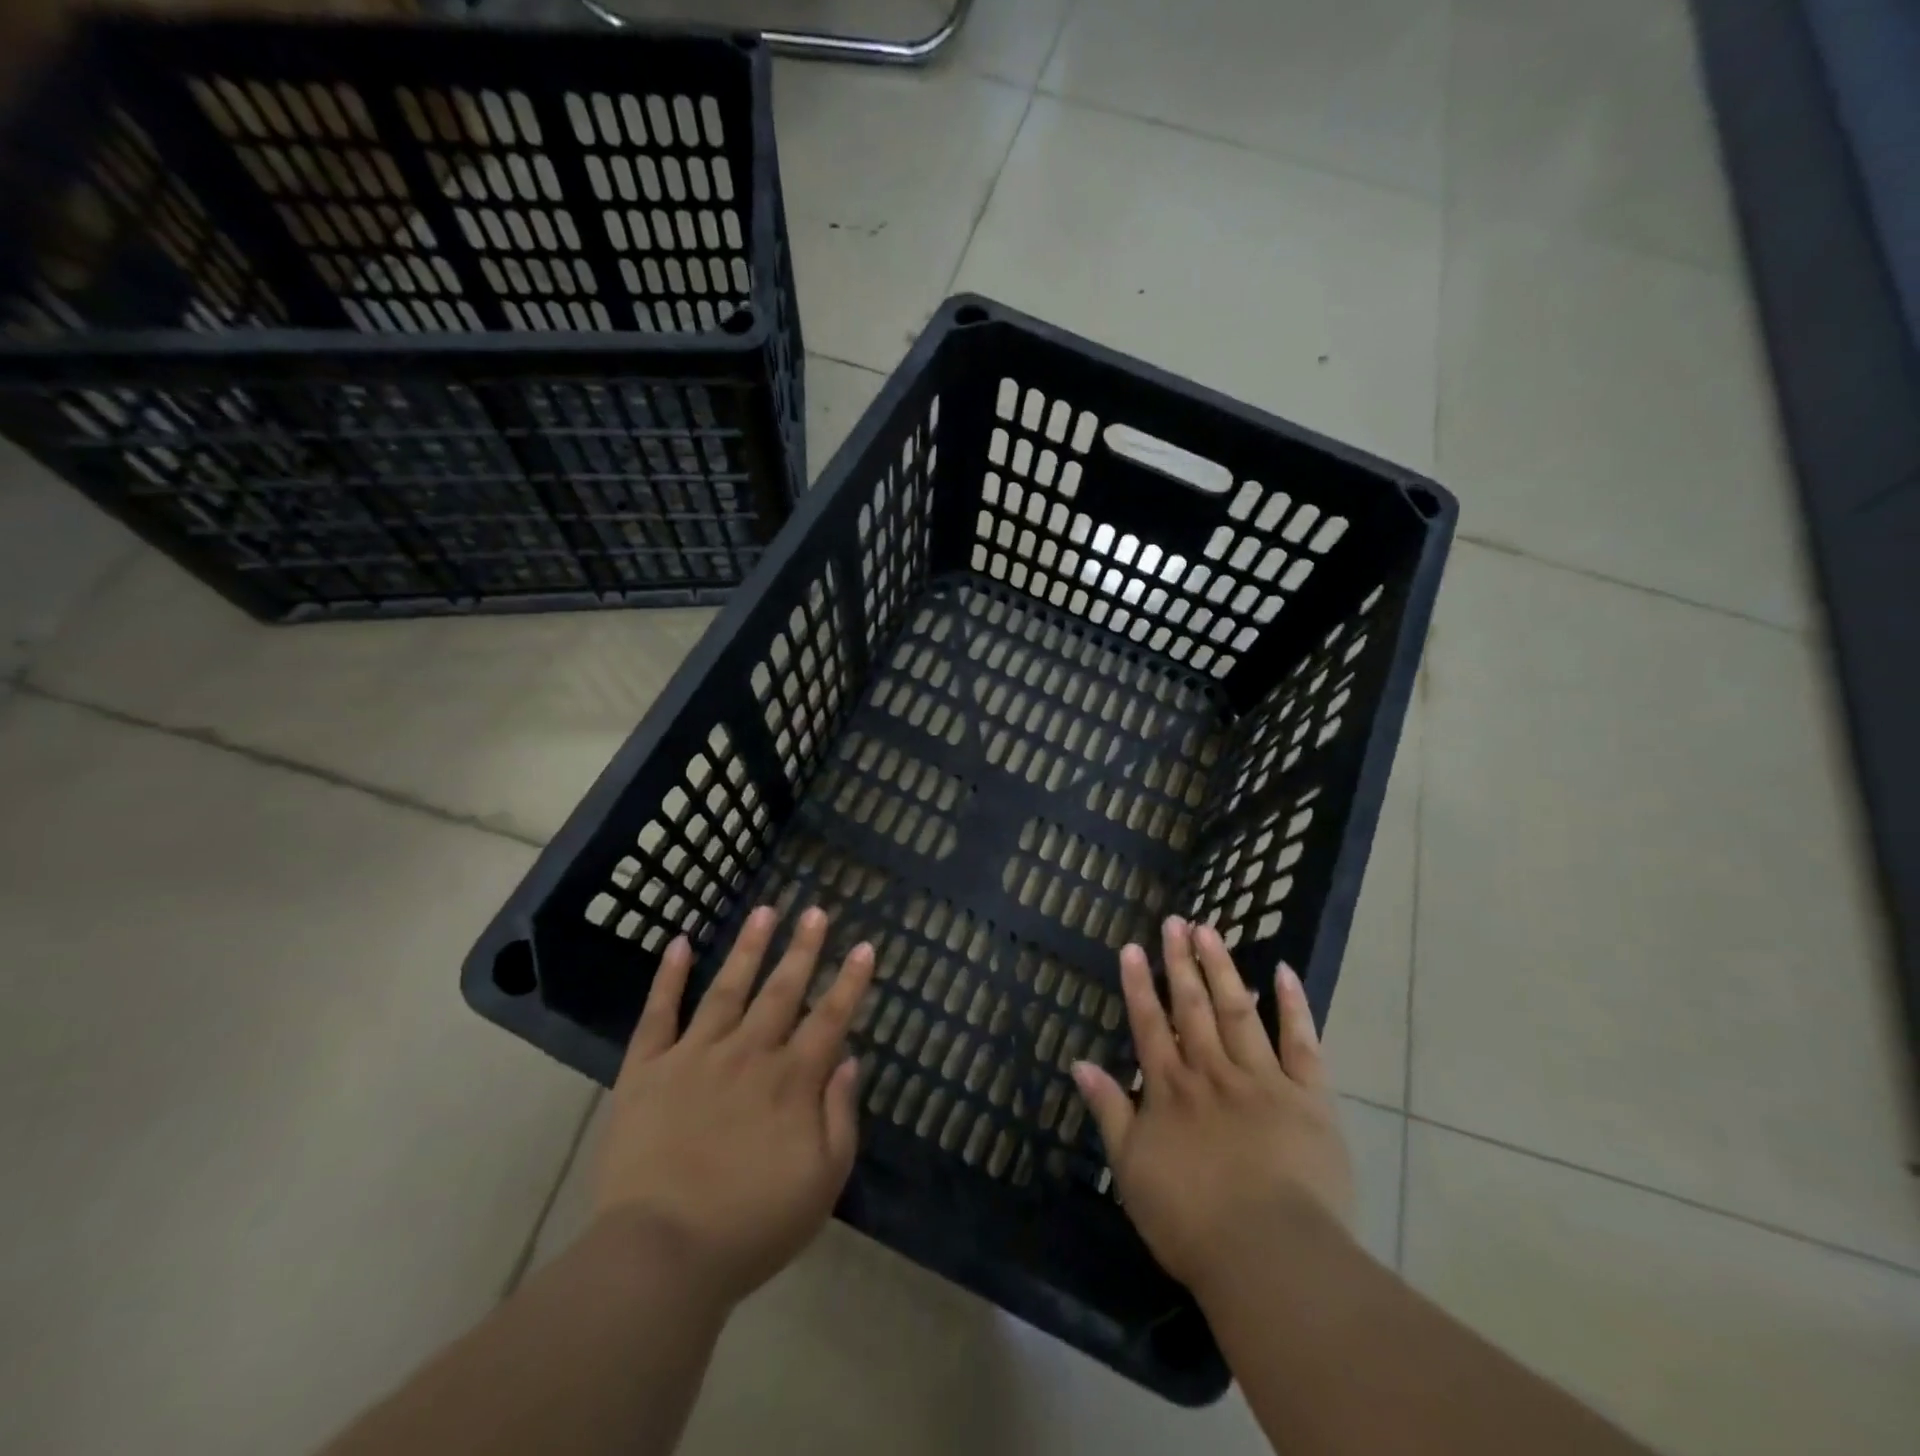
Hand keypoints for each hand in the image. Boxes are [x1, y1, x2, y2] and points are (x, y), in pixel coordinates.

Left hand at [592, 905, 874, 1306]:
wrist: (659, 1256)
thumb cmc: (751, 1227)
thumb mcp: (822, 1183)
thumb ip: (840, 1116)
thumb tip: (848, 1059)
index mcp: (791, 1080)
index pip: (830, 1018)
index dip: (850, 981)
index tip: (864, 945)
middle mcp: (748, 1053)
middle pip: (782, 990)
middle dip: (803, 948)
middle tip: (816, 910)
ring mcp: (695, 1056)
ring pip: (728, 989)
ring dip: (749, 948)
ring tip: (765, 910)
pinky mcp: (647, 1070)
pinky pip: (658, 1014)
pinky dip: (669, 977)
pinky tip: (680, 943)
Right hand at [1072, 917, 1354, 1301]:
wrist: (1270, 1257)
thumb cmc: (1191, 1222)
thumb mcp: (1130, 1170)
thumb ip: (1108, 1111)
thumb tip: (1080, 1063)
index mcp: (1170, 1089)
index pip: (1149, 1024)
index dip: (1138, 984)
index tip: (1131, 946)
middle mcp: (1211, 1072)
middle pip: (1192, 1006)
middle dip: (1179, 961)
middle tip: (1174, 921)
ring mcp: (1262, 1079)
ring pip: (1238, 1011)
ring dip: (1222, 968)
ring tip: (1210, 930)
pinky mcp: (1308, 1097)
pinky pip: (1301, 1043)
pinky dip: (1292, 1006)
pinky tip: (1283, 971)